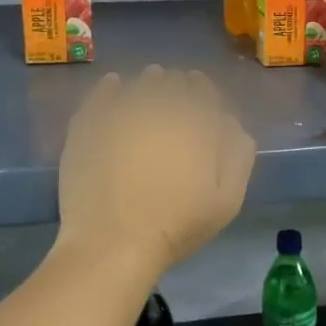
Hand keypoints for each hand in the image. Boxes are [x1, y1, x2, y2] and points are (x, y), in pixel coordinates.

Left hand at [57, 65, 256, 274]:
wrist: (112, 243)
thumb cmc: (176, 225)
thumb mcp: (227, 200)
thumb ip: (237, 155)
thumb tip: (231, 122)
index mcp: (195, 122)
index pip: (203, 90)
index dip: (202, 91)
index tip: (200, 98)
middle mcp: (160, 107)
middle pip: (171, 82)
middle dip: (176, 86)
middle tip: (174, 97)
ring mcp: (120, 112)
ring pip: (139, 83)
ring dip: (147, 83)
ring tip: (147, 92)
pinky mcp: (88, 123)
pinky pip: (102, 92)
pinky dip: (111, 87)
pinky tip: (115, 87)